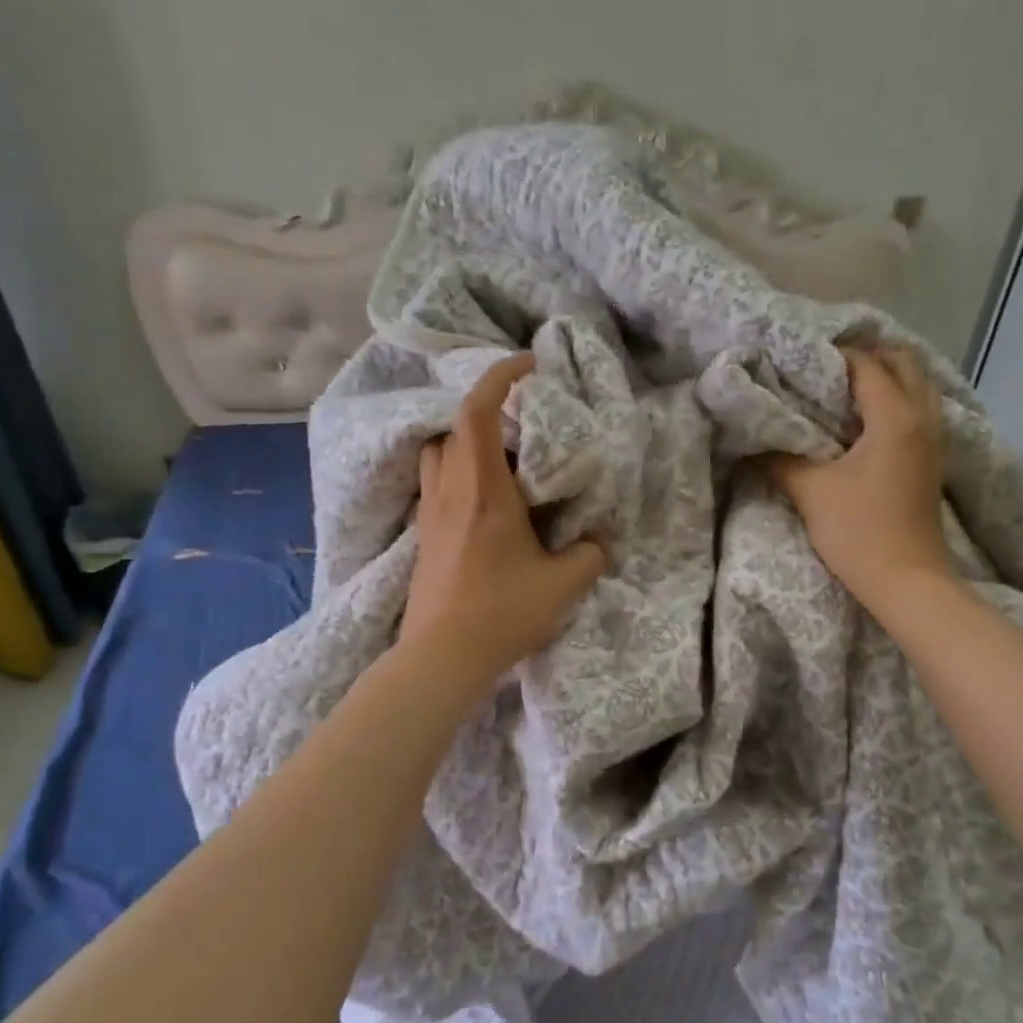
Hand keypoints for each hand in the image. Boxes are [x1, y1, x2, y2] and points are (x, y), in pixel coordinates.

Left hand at [401, 352, 607, 681]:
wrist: (441, 656)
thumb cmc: (502, 612)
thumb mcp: (562, 584)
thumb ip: (589, 554)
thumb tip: (599, 540)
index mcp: (482, 489)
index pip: (477, 411)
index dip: (499, 376)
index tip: (528, 365)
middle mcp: (449, 491)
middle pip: (454, 428)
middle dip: (487, 414)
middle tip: (523, 428)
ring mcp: (430, 515)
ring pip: (439, 456)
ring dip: (466, 446)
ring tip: (502, 465)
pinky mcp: (423, 538)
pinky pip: (438, 487)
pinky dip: (460, 477)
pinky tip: (486, 507)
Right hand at [770, 346, 950, 614]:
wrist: (907, 581)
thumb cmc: (859, 532)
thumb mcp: (811, 492)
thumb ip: (780, 459)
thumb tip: (754, 442)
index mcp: (894, 417)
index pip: (867, 365)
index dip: (834, 356)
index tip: (801, 359)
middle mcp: (922, 418)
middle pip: (905, 363)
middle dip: (869, 356)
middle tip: (828, 367)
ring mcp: (934, 439)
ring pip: (918, 385)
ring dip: (887, 376)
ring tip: (846, 387)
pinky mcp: (933, 460)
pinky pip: (921, 409)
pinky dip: (897, 399)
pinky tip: (867, 419)